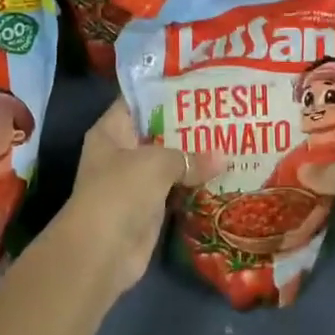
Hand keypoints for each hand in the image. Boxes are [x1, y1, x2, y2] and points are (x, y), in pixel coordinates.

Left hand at [58, 101, 216, 296]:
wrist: (101, 252)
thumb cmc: (120, 192)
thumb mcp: (156, 163)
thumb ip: (190, 156)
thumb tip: (224, 157)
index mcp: (112, 130)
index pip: (139, 100)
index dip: (167, 90)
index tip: (200, 83)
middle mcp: (122, 152)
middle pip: (159, 131)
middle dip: (190, 124)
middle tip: (226, 111)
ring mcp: (136, 181)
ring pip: (171, 162)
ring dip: (197, 156)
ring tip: (233, 138)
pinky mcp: (151, 207)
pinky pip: (178, 189)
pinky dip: (197, 184)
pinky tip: (225, 173)